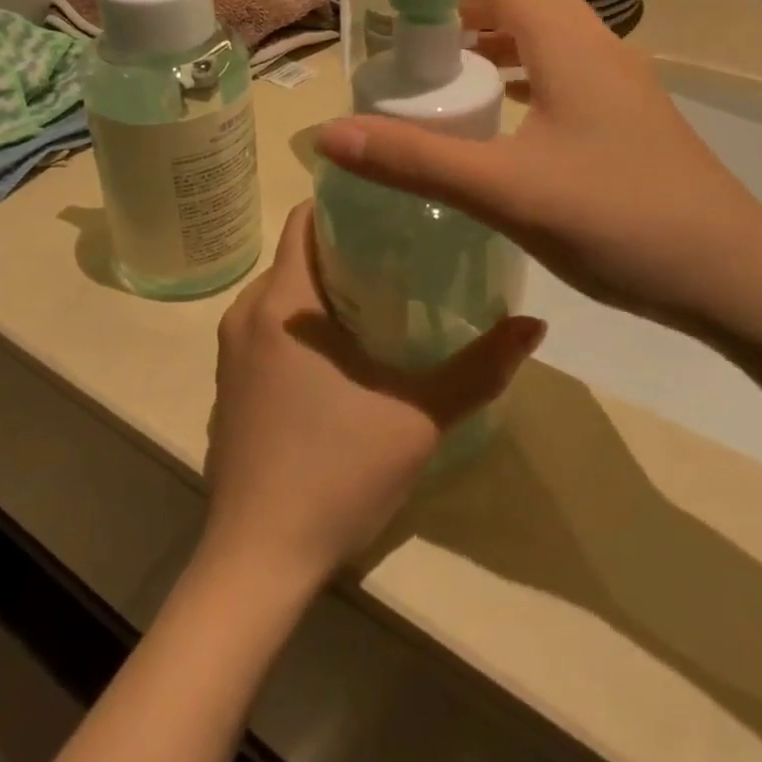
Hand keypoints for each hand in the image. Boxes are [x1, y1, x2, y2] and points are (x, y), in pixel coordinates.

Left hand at [202, 203, 545, 588]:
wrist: (258, 556)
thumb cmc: (337, 471)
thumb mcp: (419, 418)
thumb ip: (479, 369)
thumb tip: (535, 324)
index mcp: (283, 302)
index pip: (303, 220)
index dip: (343, 205)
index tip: (389, 209)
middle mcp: (246, 312)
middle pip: (294, 255)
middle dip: (343, 250)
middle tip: (401, 258)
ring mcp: (229, 351)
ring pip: (280, 294)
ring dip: (321, 290)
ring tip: (379, 302)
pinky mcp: (227, 385)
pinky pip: (265, 330)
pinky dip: (299, 325)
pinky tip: (339, 357)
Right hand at [316, 0, 761, 336]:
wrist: (735, 280)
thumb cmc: (618, 220)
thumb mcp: (505, 191)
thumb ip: (415, 159)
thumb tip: (329, 135)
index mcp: (571, 46)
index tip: (399, 11)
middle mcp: (600, 50)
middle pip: (526, 1)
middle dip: (466, 12)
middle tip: (414, 48)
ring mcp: (623, 87)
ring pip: (550, 40)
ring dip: (498, 45)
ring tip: (448, 77)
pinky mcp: (631, 122)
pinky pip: (567, 77)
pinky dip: (526, 79)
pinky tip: (503, 122)